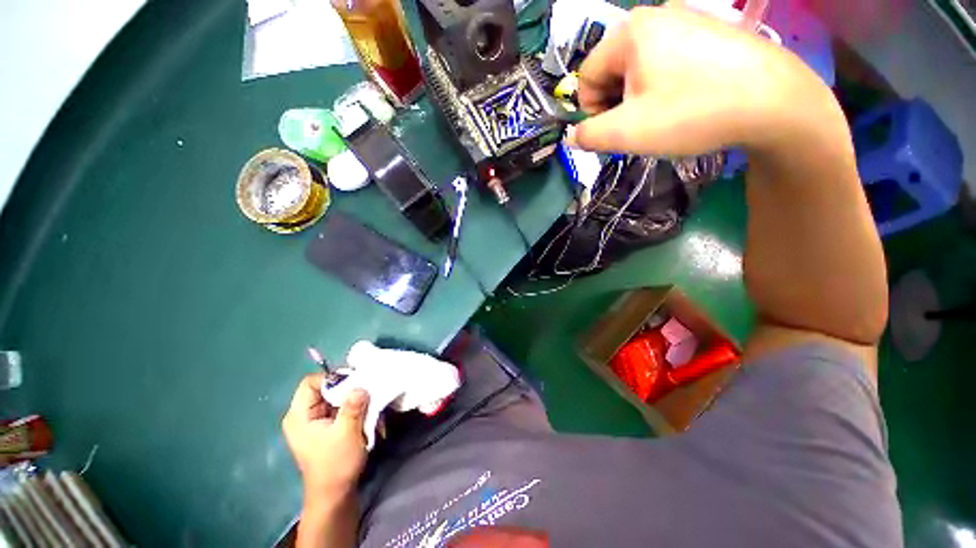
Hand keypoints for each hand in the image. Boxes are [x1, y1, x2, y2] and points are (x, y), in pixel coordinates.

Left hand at [282, 373, 369, 503]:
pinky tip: (365, 414)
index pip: (311, 382)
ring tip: (368, 405)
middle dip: (347, 389)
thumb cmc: (336, 464)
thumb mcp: (347, 433)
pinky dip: (352, 408)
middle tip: (366, 392)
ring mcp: (314, 421)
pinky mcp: (324, 426)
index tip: (355, 383)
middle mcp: (303, 415)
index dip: (332, 378)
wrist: (334, 494)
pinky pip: (338, 407)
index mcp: (299, 415)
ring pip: (334, 397)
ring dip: (353, 399)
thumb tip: (360, 385)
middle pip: (325, 388)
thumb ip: (353, 406)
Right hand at [569, 4, 818, 156]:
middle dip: (616, 104)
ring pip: (639, 68)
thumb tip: (572, 136)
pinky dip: (664, 87)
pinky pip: (667, 62)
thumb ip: (588, 135)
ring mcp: (685, 20)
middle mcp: (655, 16)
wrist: (773, 102)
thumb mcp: (626, 132)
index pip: (585, 75)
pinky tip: (685, 102)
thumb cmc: (690, 113)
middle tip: (638, 126)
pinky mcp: (707, 32)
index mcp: (629, 33)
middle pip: (612, 70)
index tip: (611, 130)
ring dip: (638, 99)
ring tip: (663, 117)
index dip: (590, 109)